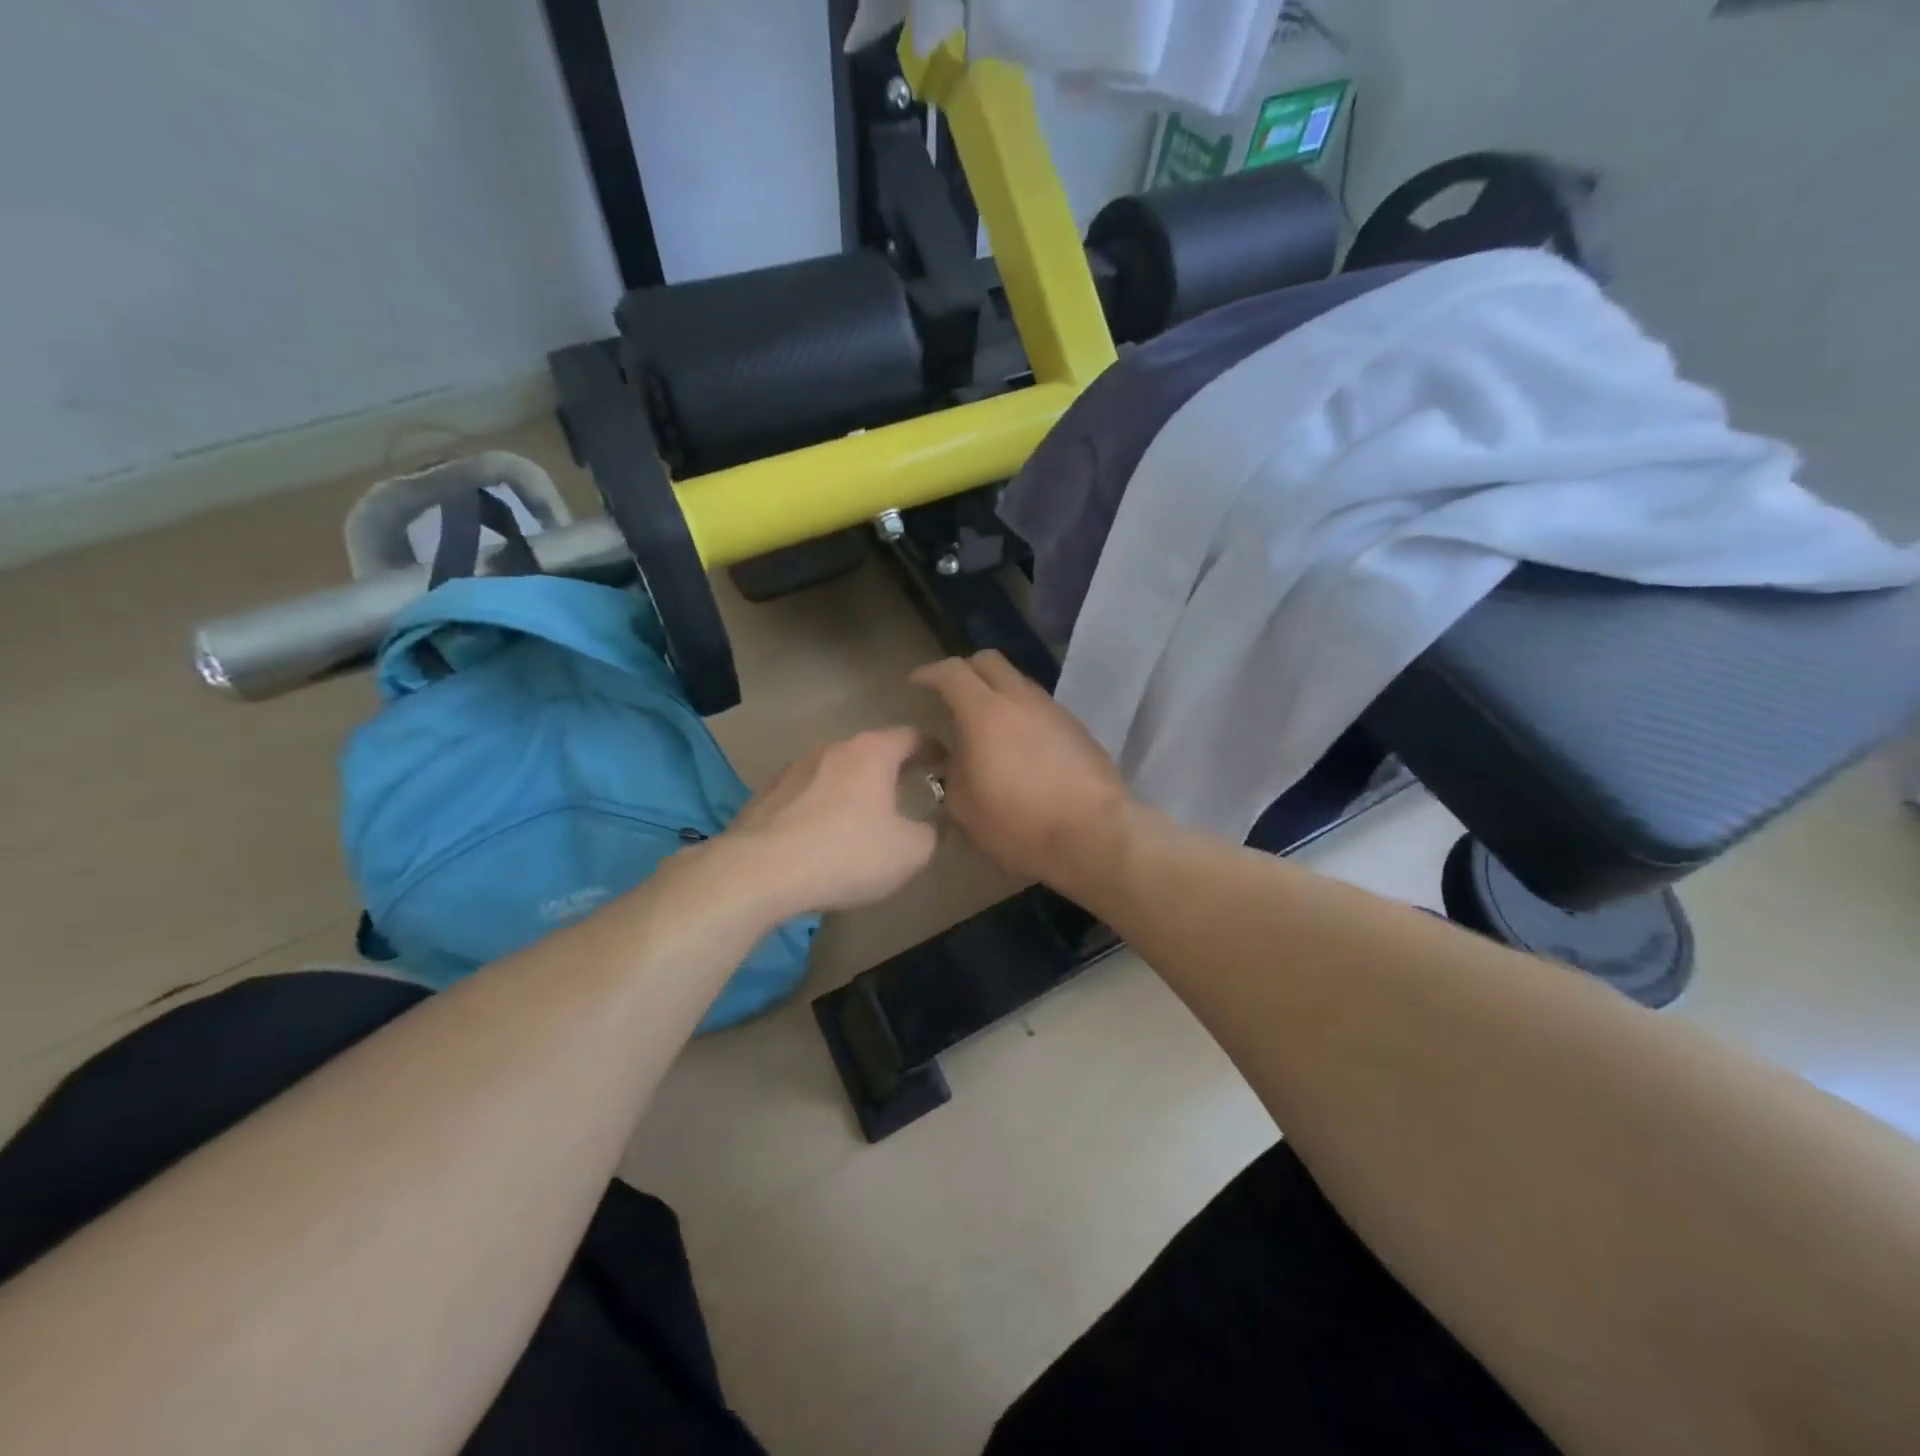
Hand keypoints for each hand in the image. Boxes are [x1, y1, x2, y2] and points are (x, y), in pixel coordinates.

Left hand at [721, 728, 939, 917]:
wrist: (759, 872)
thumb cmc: (846, 854)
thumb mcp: (909, 853)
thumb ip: (930, 834)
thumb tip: (929, 827)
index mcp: (871, 752)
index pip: (912, 736)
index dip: (934, 749)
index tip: (946, 765)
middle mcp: (831, 749)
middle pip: (871, 751)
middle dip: (892, 769)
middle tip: (909, 790)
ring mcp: (793, 769)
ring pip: (834, 772)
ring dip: (852, 788)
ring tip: (862, 817)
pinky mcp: (765, 794)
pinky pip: (805, 795)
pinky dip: (820, 807)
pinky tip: (820, 835)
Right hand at [909, 651, 1135, 891]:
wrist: (1094, 835)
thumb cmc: (1020, 823)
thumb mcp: (965, 808)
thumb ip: (953, 774)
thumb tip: (957, 761)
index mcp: (985, 712)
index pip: (951, 673)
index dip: (929, 673)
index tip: (916, 683)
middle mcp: (1020, 699)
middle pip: (989, 662)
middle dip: (965, 670)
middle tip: (950, 692)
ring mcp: (1053, 710)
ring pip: (1018, 682)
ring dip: (997, 691)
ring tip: (986, 722)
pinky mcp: (1077, 728)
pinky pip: (1039, 706)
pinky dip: (1021, 713)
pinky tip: (1018, 743)